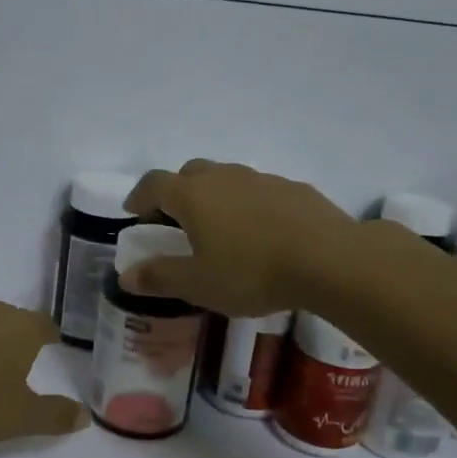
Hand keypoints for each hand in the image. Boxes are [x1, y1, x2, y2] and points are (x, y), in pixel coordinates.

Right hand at [122, 160, 360, 315]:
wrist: (329, 259)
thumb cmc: (252, 272)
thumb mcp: (198, 284)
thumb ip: (160, 277)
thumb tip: (126, 275)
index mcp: (193, 196)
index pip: (154, 184)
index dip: (139, 196)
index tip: (134, 212)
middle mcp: (224, 177)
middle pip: (189, 173)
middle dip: (176, 192)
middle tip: (175, 221)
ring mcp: (261, 178)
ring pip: (226, 178)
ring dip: (213, 196)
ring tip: (219, 228)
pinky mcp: (293, 188)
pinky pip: (258, 190)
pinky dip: (247, 204)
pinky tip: (260, 232)